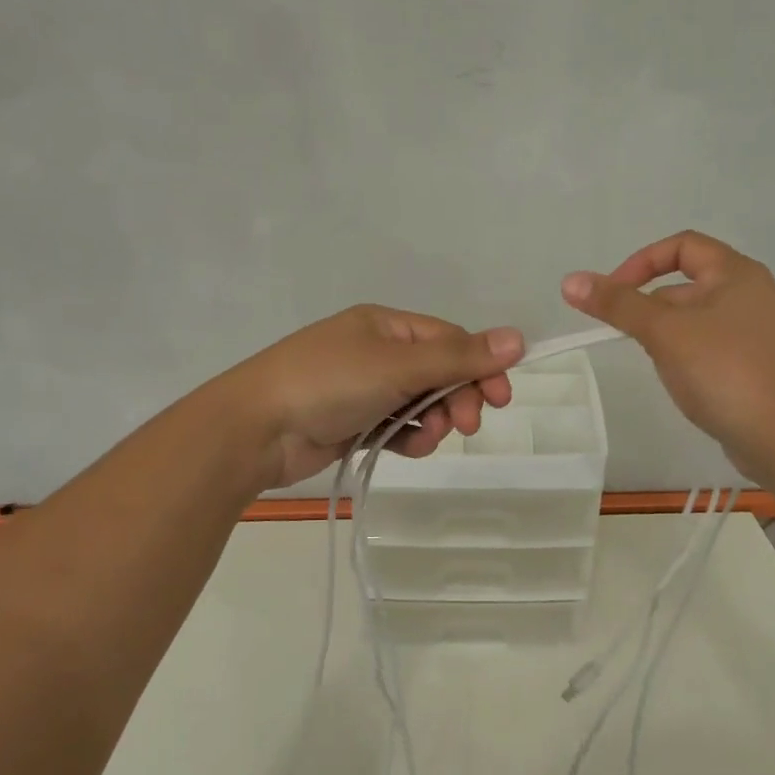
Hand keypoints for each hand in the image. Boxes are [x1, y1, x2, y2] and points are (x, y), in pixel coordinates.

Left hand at [226, 306, 523, 488]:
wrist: (256, 430)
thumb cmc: (328, 383)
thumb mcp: (398, 365)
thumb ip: (459, 357)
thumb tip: (518, 338)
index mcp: (385, 326)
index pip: (449, 340)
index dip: (479, 366)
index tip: (501, 398)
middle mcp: (376, 352)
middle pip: (438, 372)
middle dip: (456, 398)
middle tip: (466, 426)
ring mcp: (363, 389)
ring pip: (420, 404)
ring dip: (432, 422)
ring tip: (425, 438)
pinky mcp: (353, 422)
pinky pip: (396, 427)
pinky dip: (408, 437)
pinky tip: (407, 448)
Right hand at [561, 231, 774, 475]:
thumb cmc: (722, 371)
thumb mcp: (664, 332)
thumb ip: (617, 305)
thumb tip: (570, 281)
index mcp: (736, 273)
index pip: (681, 246)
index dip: (641, 263)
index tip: (612, 294)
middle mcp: (750, 293)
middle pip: (685, 284)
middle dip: (650, 306)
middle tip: (630, 337)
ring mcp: (755, 330)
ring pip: (693, 318)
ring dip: (666, 333)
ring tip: (658, 364)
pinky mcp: (753, 362)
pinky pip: (708, 344)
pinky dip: (685, 353)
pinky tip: (680, 380)